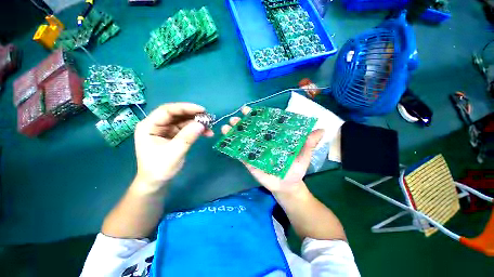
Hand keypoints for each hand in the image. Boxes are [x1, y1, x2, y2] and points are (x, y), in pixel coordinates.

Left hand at [134, 103, 213, 190]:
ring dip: (197, 123)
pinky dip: (197, 130)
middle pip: (177, 114)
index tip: (201, 110)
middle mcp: (157, 125)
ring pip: (183, 121)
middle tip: (208, 118)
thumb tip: (201, 125)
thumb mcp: (174, 153)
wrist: (157, 182)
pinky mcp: (174, 135)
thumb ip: (187, 137)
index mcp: (149, 126)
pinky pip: (187, 128)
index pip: (167, 111)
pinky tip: (207, 133)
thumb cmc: (159, 169)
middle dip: (193, 115)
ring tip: (210, 127)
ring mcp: (166, 130)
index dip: (185, 108)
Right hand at [221, 106, 323, 194]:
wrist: (287, 186)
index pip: (264, 124)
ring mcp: (255, 152)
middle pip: (250, 130)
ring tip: (227, 127)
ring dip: (234, 133)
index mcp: (274, 138)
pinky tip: (226, 141)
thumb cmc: (295, 170)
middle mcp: (263, 142)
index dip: (256, 116)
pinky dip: (233, 147)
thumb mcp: (304, 155)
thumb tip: (321, 129)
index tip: (248, 109)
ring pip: (243, 140)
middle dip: (241, 123)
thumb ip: (309, 143)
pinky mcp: (250, 162)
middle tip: (235, 118)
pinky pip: (240, 154)